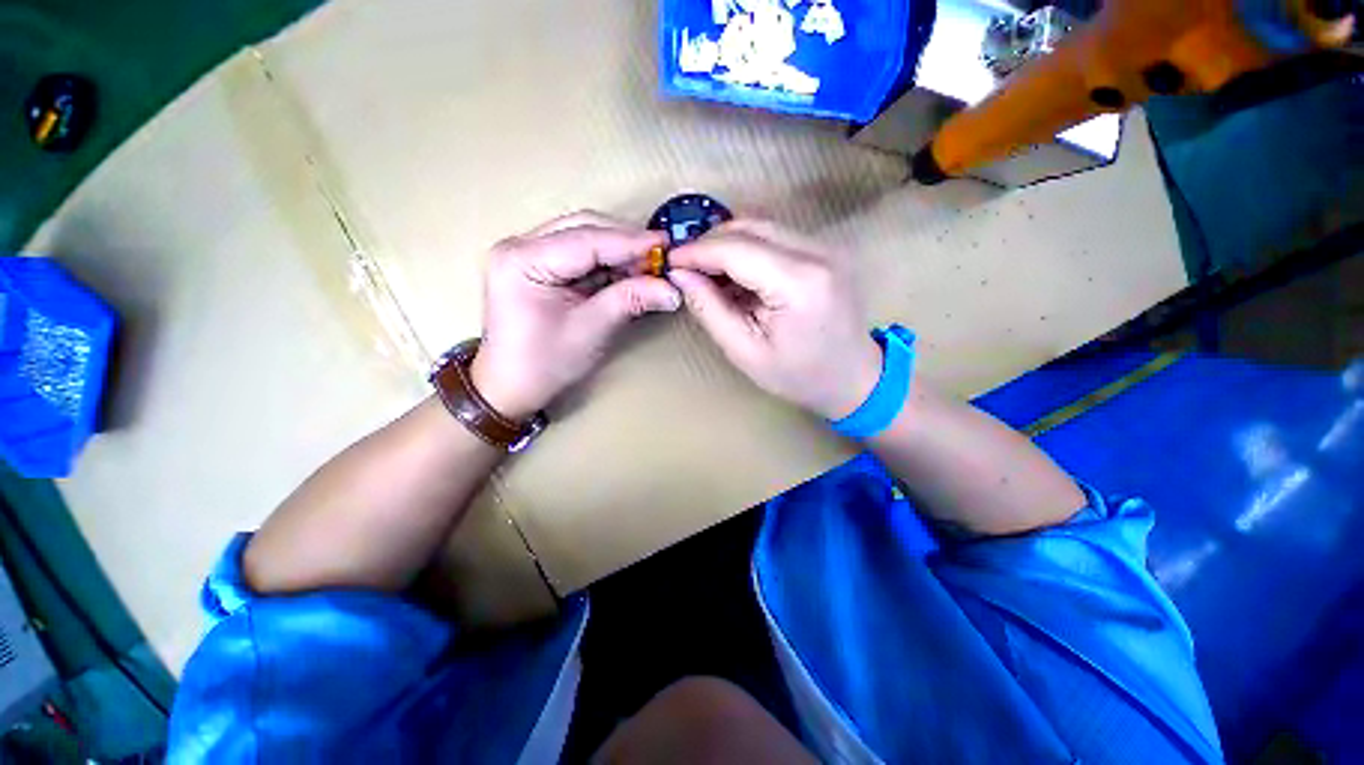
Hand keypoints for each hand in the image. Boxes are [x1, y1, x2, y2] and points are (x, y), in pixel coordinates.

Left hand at [470, 212, 681, 419]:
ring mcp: (527, 252)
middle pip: (583, 228)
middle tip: (659, 258)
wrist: (511, 386)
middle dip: (625, 242)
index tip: (666, 246)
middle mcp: (520, 245)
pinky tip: (628, 273)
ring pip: (584, 236)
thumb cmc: (544, 364)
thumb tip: (671, 289)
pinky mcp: (538, 264)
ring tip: (648, 269)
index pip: (586, 240)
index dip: (630, 241)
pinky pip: (580, 252)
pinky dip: (607, 262)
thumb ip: (629, 301)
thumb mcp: (590, 331)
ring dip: (618, 251)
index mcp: (522, 260)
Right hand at [668, 220, 881, 419]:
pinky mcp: (825, 250)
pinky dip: (748, 249)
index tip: (670, 261)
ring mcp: (826, 246)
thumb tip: (680, 275)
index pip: (736, 249)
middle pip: (749, 227)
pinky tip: (736, 274)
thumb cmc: (798, 375)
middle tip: (686, 267)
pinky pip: (776, 237)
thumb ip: (709, 309)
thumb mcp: (745, 352)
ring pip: (762, 226)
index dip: (697, 251)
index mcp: (798, 283)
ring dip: (728, 244)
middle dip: (710, 243)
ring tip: (707, 273)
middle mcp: (817, 253)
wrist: (855, 378)